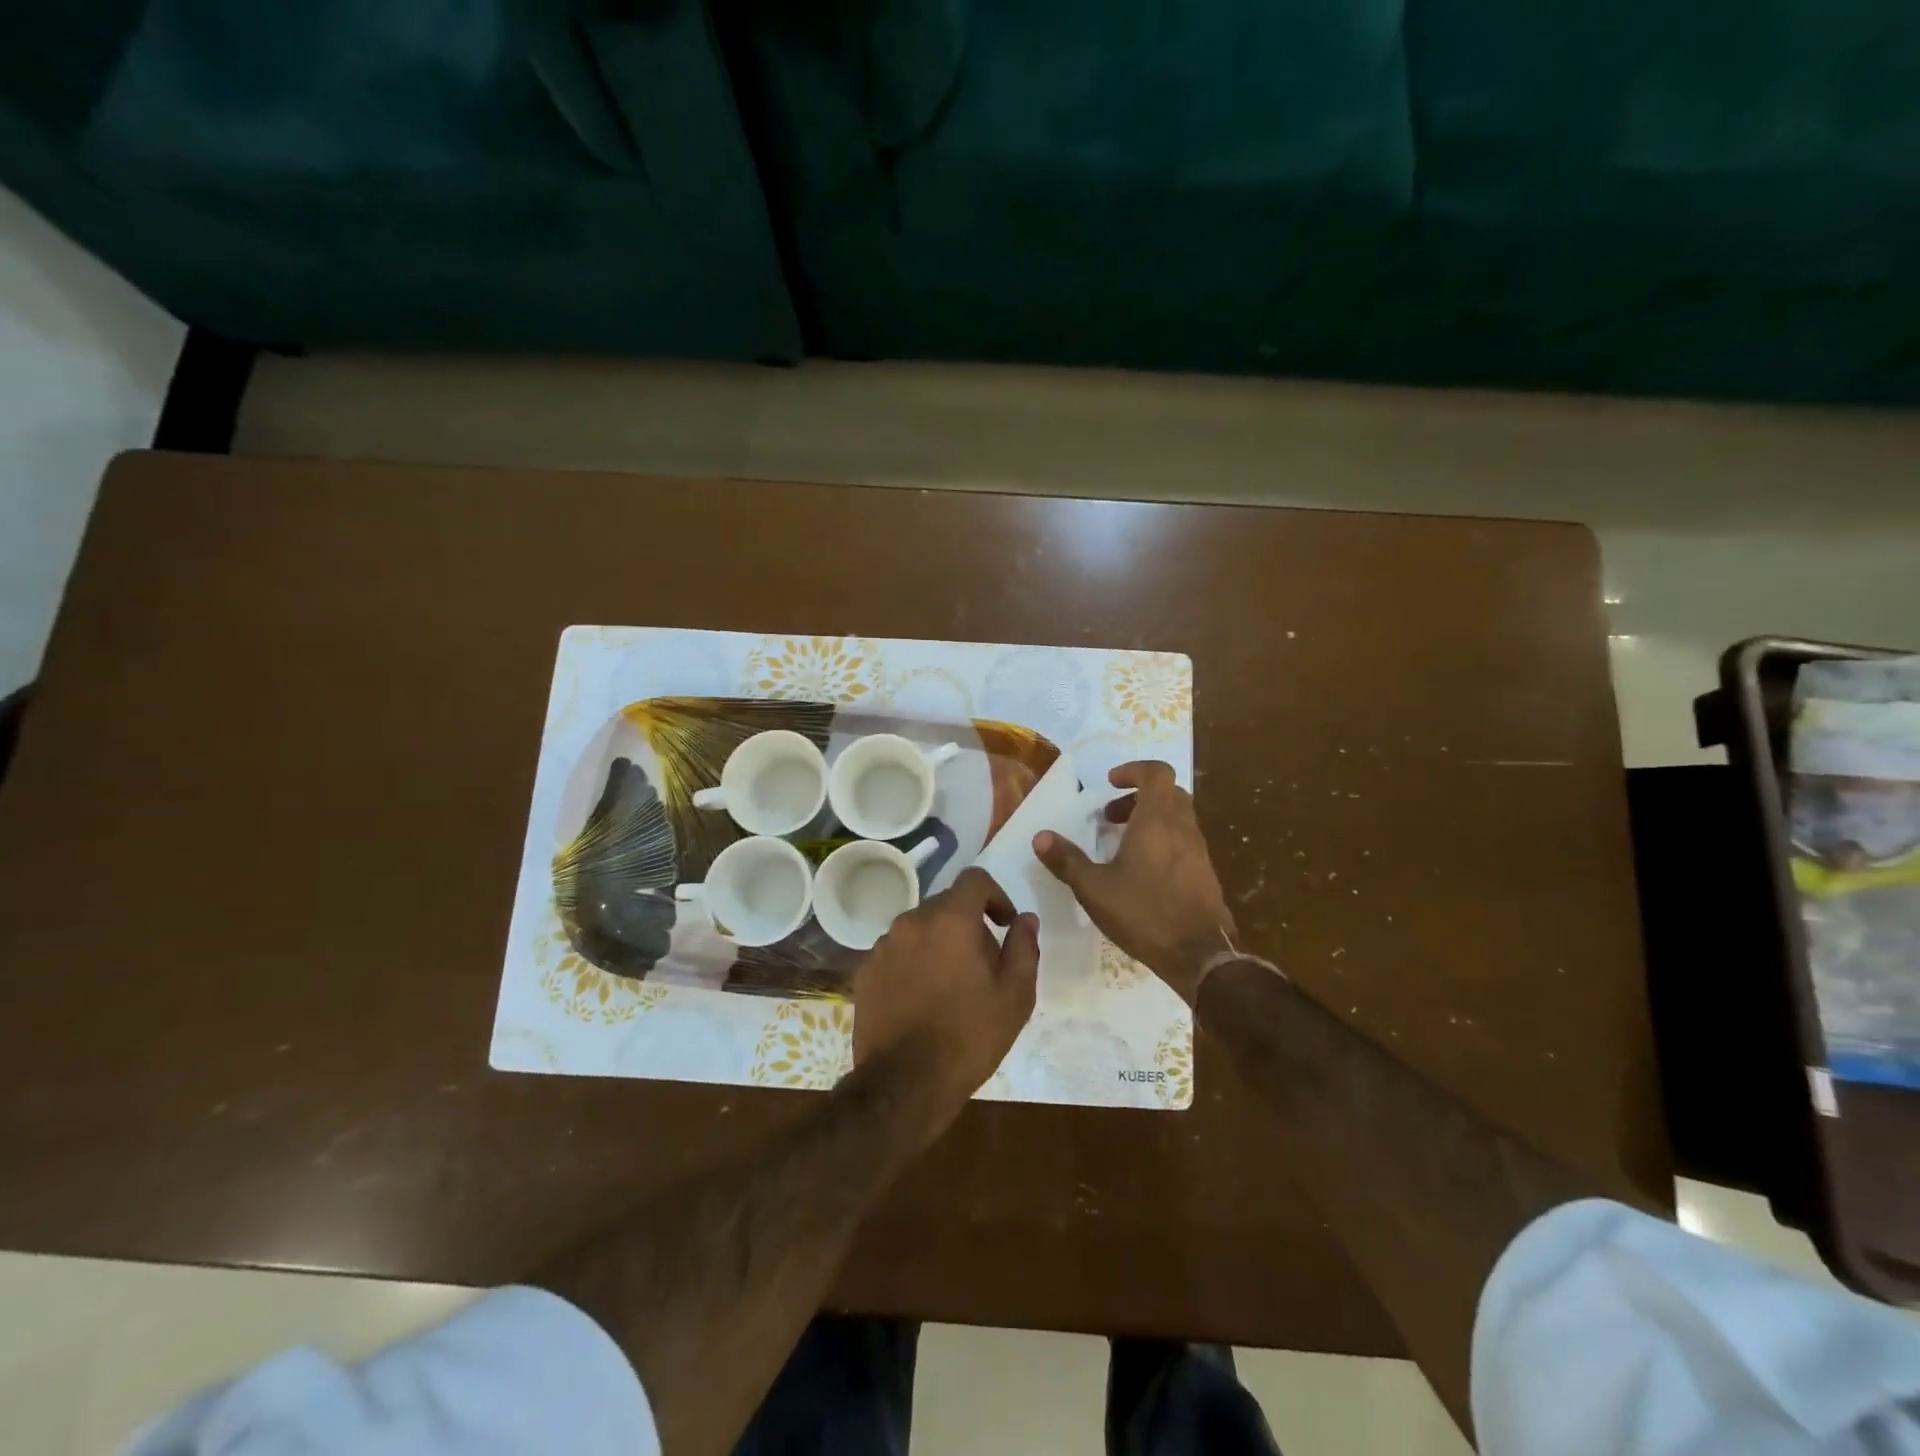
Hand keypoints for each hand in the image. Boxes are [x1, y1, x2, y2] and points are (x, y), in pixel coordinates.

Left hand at [852, 868, 1038, 1125]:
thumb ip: (1023, 947)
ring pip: (920, 928)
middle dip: (968, 924)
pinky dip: (914, 962)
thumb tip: (1025, 919)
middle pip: (946, 904)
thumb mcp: (1015, 995)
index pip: (974, 879)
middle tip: (984, 963)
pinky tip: (923, 998)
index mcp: (950, 920)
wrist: (904, 1084)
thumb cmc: (969, 1037)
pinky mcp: (865, 971)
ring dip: (939, 942)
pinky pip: (897, 952)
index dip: (996, 895)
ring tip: (952, 985)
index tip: (1004, 924)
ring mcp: (883, 946)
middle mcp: (912, 921)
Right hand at [1034, 760, 1233, 1003]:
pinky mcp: (1205, 874)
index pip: (1157, 773)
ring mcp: (1198, 851)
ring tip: (1121, 845)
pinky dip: (1162, 842)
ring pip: (1177, 818)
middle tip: (1110, 817)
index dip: (1133, 770)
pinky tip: (1142, 872)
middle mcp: (1182, 828)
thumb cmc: (1144, 913)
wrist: (1200, 956)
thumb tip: (1040, 837)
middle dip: (1138, 797)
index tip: (1110, 784)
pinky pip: (1183, 842)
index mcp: (1157, 820)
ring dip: (1150, 820)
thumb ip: (1067, 860)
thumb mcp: (1094, 888)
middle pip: (1167, 793)